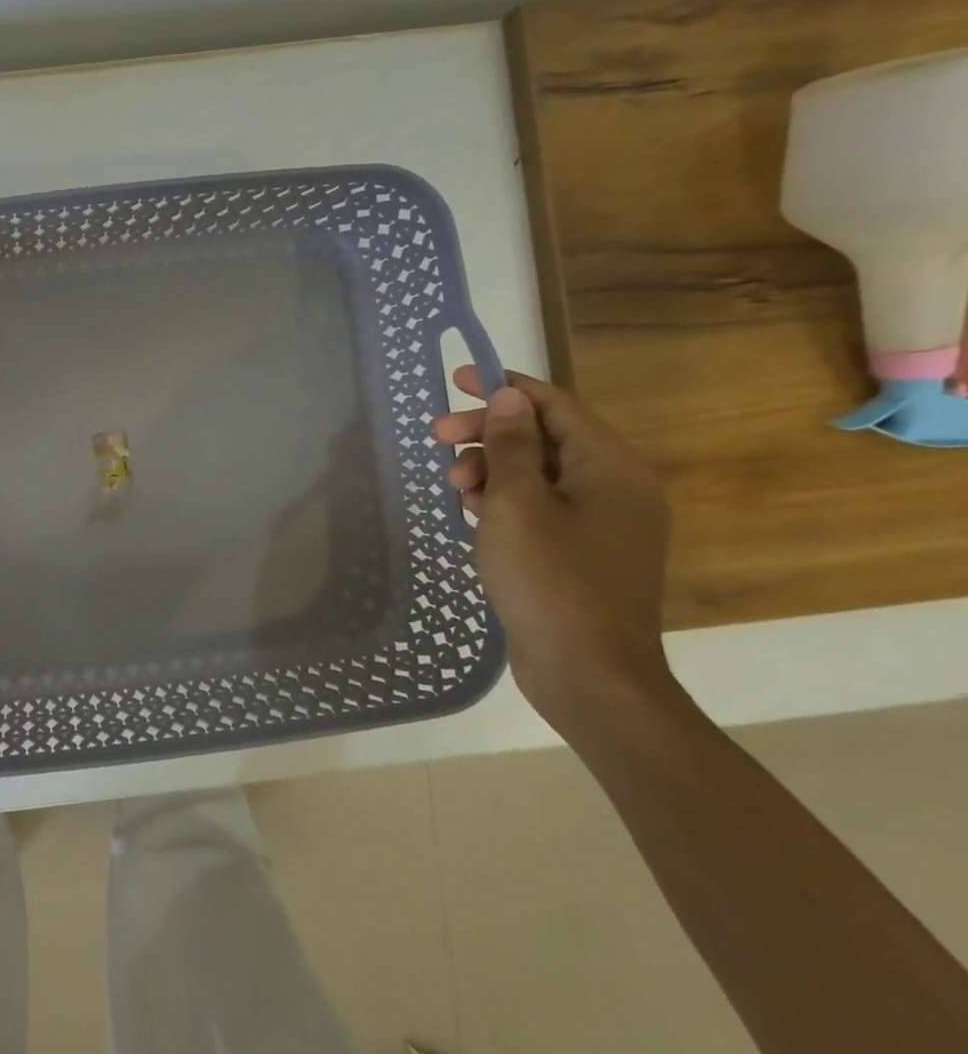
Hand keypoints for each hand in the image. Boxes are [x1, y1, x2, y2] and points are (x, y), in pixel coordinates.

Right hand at [433, 366, 676, 732]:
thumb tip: (510, 396)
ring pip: (538, 473)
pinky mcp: (583, 552)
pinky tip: (471, 511)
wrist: (588, 673)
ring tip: (452, 487)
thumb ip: (510, 446)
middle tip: (437, 439)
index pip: (554, 405)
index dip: (504, 387)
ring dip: (491, 469)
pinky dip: (504, 499)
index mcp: (610, 467)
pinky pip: (541, 506)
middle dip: (487, 432)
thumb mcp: (516, 505)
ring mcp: (602, 523)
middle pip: (543, 437)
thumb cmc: (549, 580)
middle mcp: (615, 487)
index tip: (456, 380)